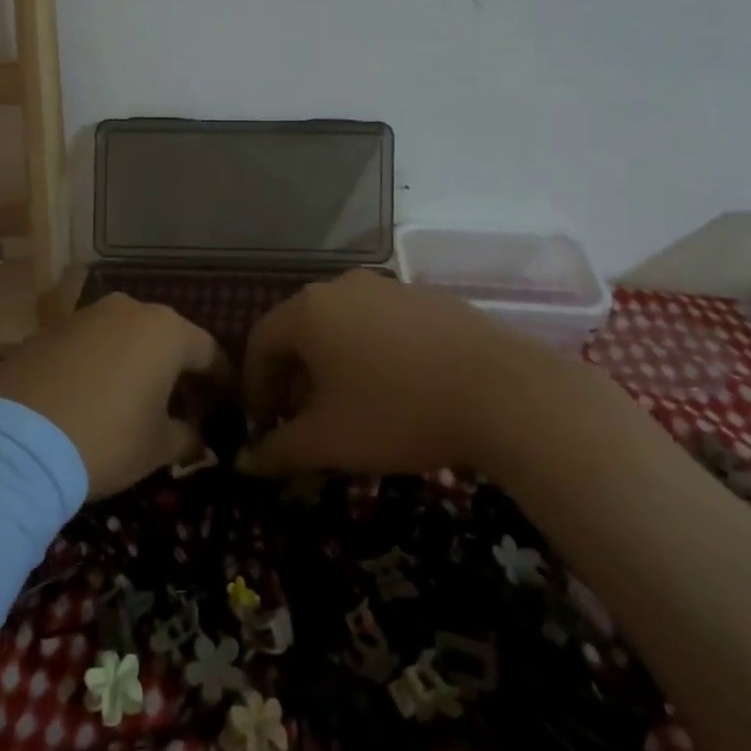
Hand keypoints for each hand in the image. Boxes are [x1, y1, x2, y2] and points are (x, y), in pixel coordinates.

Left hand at [0, 293, 222, 496]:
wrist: (16, 440)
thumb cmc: (106, 438)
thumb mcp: (157, 447)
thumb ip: (187, 438)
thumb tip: (199, 442)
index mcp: (166, 331)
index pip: (209, 352)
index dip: (221, 383)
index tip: (225, 408)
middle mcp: (128, 309)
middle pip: (167, 339)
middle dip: (178, 372)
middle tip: (184, 409)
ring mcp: (85, 315)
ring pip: (126, 337)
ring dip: (137, 365)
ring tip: (136, 402)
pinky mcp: (49, 329)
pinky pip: (90, 344)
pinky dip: (101, 365)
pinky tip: (94, 396)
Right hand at [237, 269, 597, 478]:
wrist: (504, 392)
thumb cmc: (397, 412)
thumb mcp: (328, 440)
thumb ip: (278, 451)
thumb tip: (245, 463)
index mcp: (308, 311)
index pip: (260, 342)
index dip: (254, 387)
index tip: (263, 427)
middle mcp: (342, 287)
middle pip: (299, 331)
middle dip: (292, 379)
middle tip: (301, 422)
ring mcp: (389, 288)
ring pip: (341, 326)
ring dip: (330, 366)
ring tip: (347, 408)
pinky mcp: (428, 298)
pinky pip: (380, 324)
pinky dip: (369, 354)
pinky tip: (394, 390)